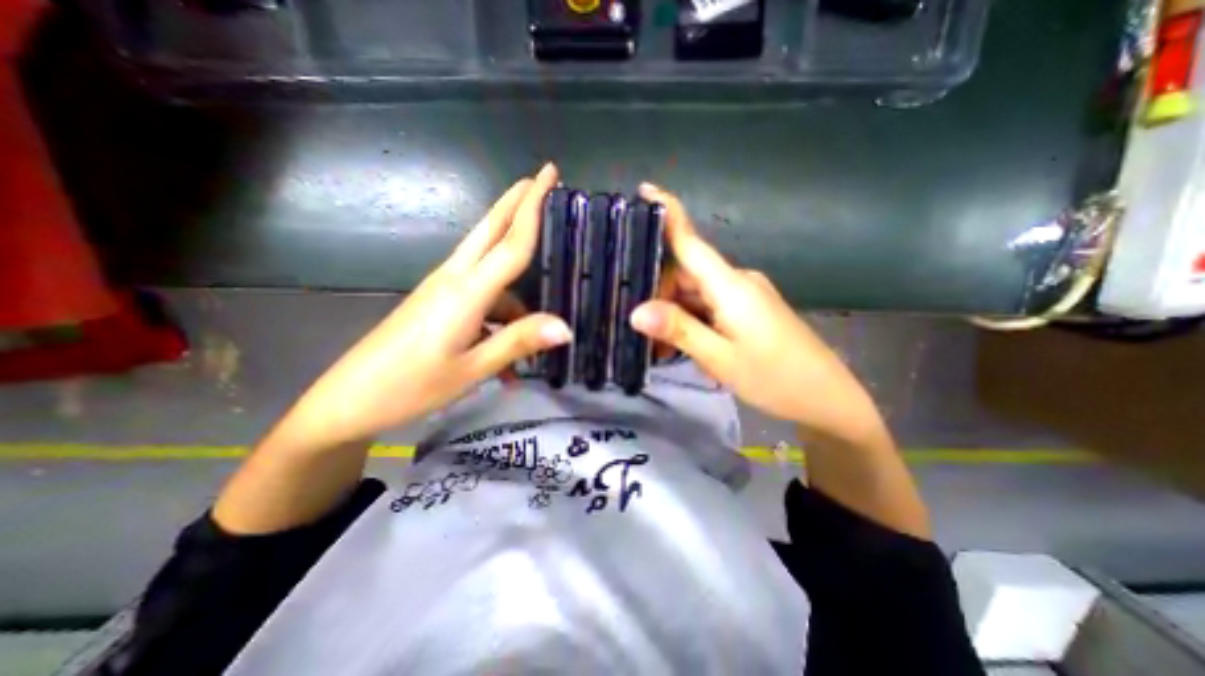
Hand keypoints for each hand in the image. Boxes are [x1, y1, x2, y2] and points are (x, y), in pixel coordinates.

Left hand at [291, 162, 572, 444]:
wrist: (349, 402)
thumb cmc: (411, 387)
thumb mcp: (473, 369)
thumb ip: (519, 342)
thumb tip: (566, 327)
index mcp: (466, 292)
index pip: (511, 242)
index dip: (534, 207)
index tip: (549, 174)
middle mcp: (454, 279)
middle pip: (490, 230)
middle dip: (516, 202)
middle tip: (539, 180)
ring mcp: (442, 289)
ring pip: (490, 273)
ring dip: (517, 301)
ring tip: (529, 347)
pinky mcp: (436, 303)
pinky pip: (480, 300)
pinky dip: (500, 322)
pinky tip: (507, 362)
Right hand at [632, 183, 881, 442]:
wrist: (826, 398)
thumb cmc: (775, 378)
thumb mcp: (720, 358)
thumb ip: (679, 330)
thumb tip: (636, 311)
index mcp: (731, 285)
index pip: (691, 242)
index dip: (668, 214)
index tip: (644, 191)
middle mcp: (737, 281)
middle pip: (686, 273)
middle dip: (659, 295)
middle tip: (638, 327)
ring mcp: (745, 295)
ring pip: (696, 293)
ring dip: (675, 314)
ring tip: (659, 347)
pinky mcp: (748, 310)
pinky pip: (710, 306)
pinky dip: (692, 321)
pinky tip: (684, 345)